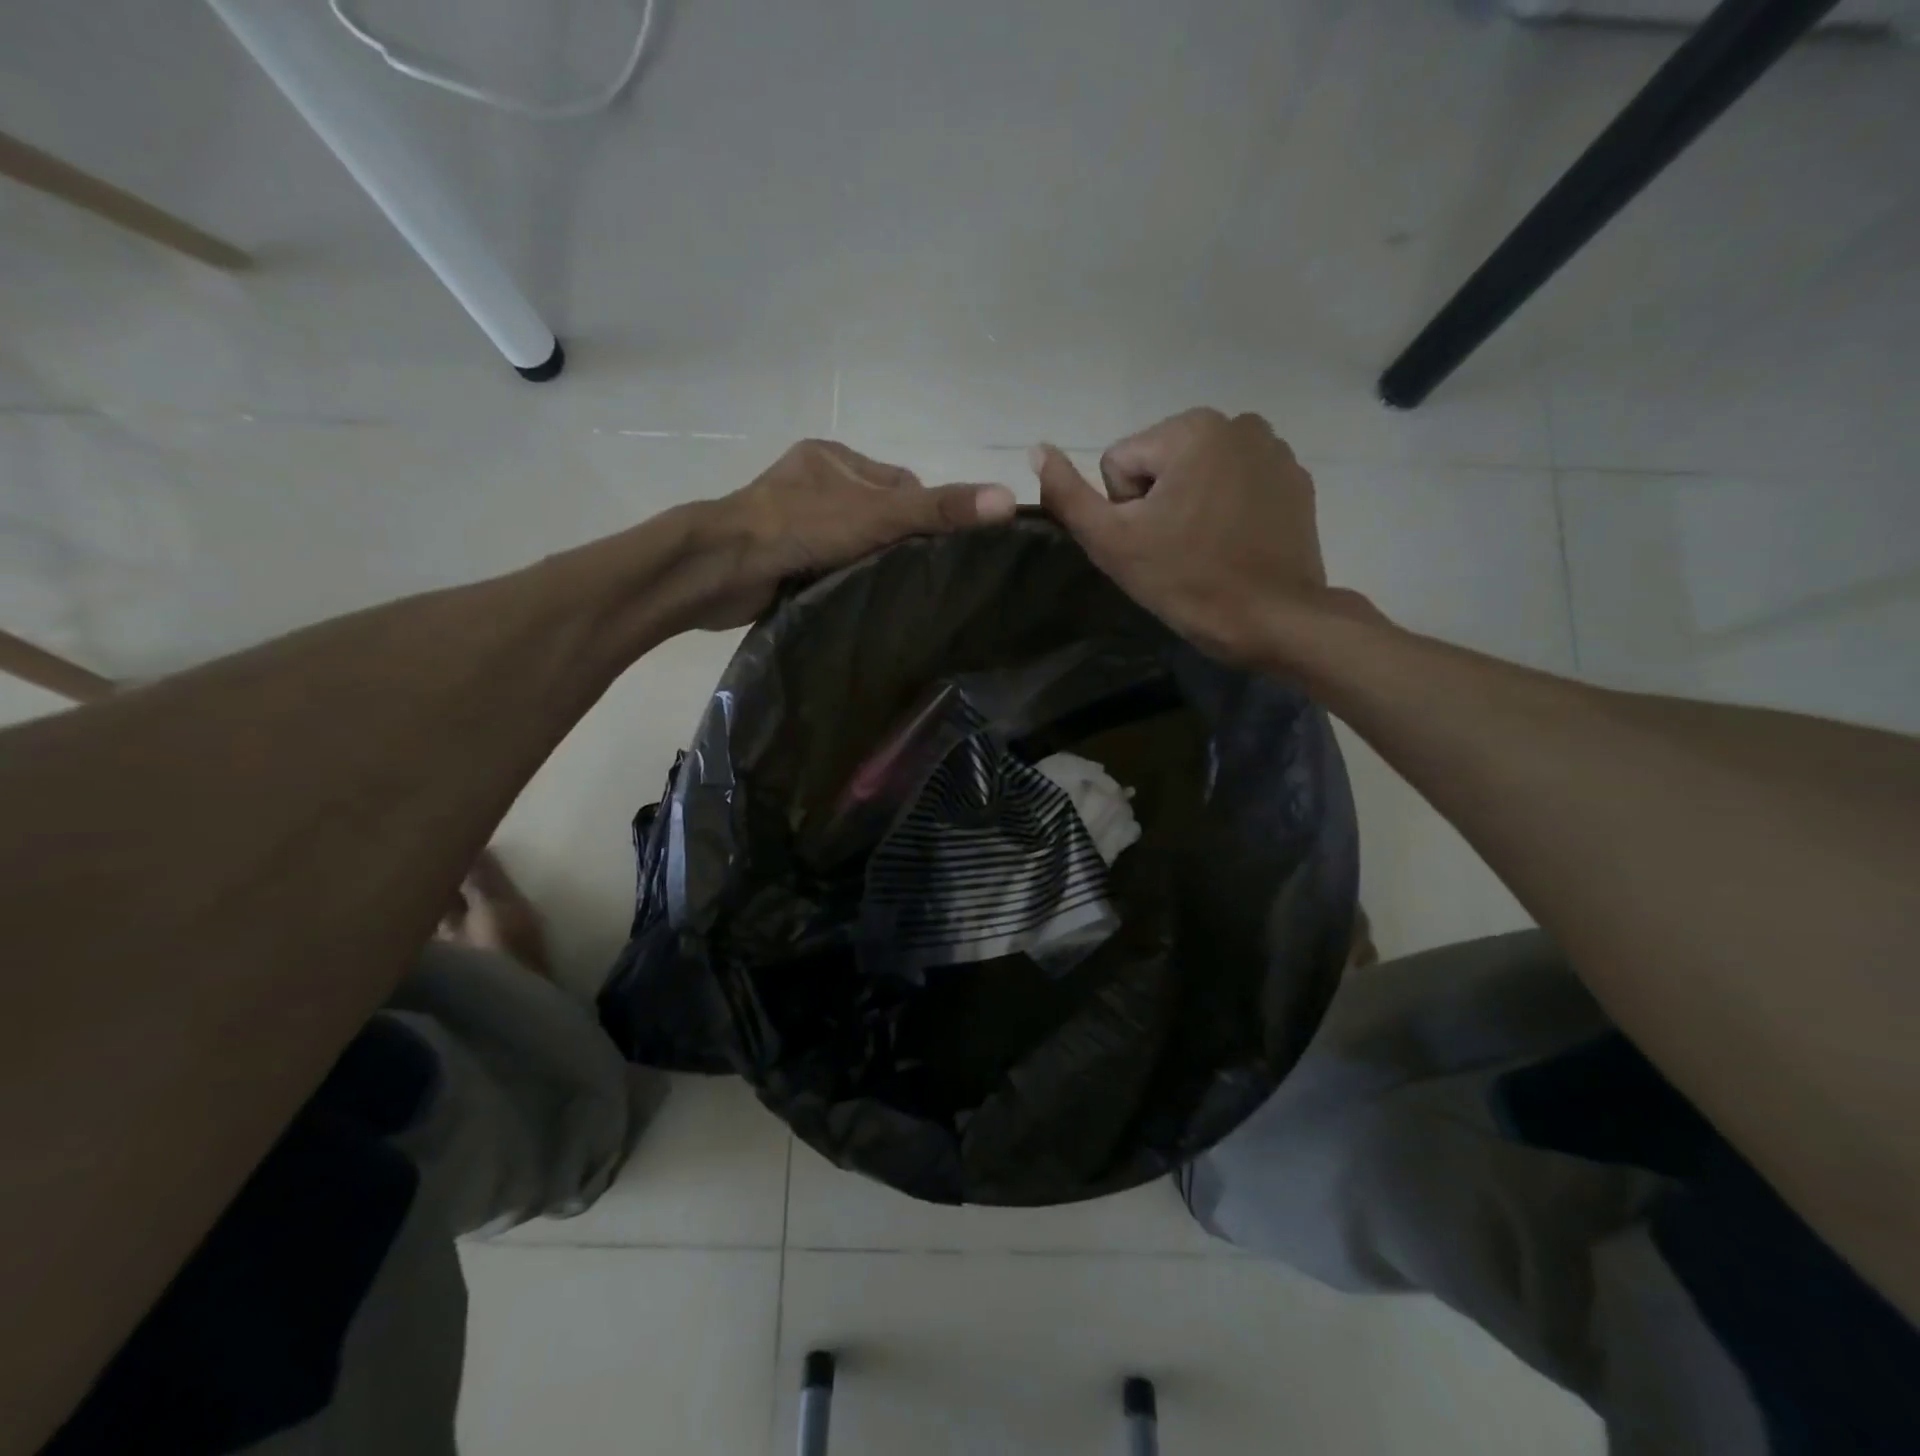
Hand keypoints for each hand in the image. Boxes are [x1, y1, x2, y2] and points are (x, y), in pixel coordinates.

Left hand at [691, 440, 1016, 628]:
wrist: (721, 567)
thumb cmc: (799, 526)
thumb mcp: (878, 515)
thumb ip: (938, 511)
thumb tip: (1006, 500)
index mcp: (832, 457)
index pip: (899, 483)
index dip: (924, 513)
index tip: (944, 549)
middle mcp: (812, 483)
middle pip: (876, 514)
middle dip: (897, 541)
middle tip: (919, 576)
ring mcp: (792, 520)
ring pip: (851, 542)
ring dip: (869, 563)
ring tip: (893, 592)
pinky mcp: (780, 555)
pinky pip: (827, 563)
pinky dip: (842, 578)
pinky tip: (857, 598)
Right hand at [1032, 409, 1345, 664]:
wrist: (1272, 619)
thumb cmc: (1187, 580)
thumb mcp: (1112, 542)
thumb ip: (1068, 495)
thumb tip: (1037, 450)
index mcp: (1190, 429)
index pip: (1120, 464)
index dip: (1123, 510)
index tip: (1150, 543)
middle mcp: (1236, 423)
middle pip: (1160, 463)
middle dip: (1158, 503)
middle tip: (1174, 550)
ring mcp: (1273, 450)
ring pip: (1198, 472)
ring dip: (1191, 504)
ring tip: (1205, 548)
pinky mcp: (1295, 479)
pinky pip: (1236, 484)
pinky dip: (1228, 508)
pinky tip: (1234, 543)